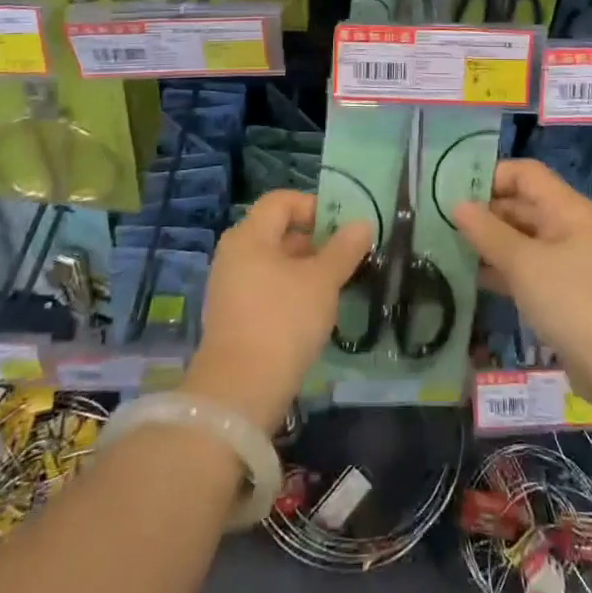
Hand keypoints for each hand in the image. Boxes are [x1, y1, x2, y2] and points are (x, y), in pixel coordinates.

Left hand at [184, 190, 372, 429]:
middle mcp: (233, 254)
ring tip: (333, 284)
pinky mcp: (232, 317)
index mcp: (249, 236)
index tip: (341, 227)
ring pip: (272, 262)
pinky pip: (264, 288)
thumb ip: (344, 249)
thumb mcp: (322, 281)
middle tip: (344, 256)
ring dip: (303, 267)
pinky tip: (311, 311)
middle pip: (276, 230)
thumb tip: (363, 223)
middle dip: (312, 239)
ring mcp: (229, 287)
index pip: (281, 201)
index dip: (313, 206)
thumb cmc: (284, 321)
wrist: (240, 391)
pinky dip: (288, 290)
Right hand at [452, 159, 591, 381]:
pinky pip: (525, 266)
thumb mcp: (523, 263)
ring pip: (520, 237)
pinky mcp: (560, 289)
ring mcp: (565, 258)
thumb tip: (457, 206)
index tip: (453, 192)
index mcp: (565, 208)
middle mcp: (566, 225)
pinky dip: (500, 268)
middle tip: (441, 222)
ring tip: (447, 247)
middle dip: (484, 211)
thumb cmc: (570, 301)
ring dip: (488, 241)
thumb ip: (487, 232)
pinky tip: (469, 278)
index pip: (524, 173)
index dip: (490, 177)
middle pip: (521, 203)